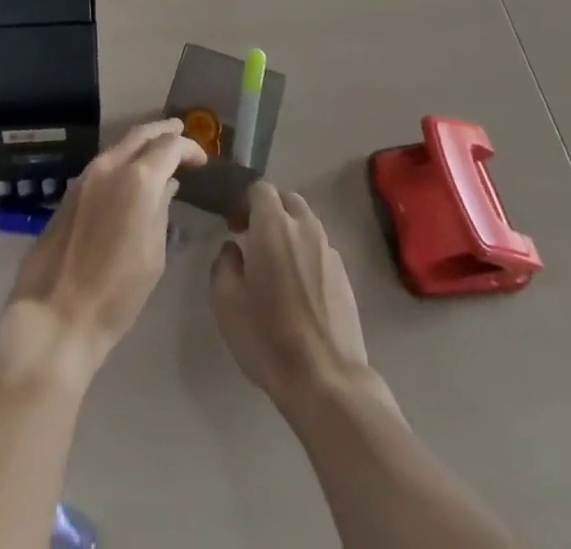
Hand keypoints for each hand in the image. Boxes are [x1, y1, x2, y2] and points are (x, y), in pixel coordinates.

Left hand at [0, 119, 206, 383]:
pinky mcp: (71, 192)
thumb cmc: (117, 292)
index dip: (189, 147)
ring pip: (119, 146)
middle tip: (181, 132)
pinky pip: (104, 164)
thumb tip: (166, 186)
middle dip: (164, 131)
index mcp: (138, 179)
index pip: (169, 146)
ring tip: (160, 153)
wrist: (55, 314)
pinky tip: (132, 175)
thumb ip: (161, 211)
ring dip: (142, 144)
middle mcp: (110, 166)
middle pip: (140, 134)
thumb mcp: (153, 254)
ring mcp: (86, 177)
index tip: (202, 160)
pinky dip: (123, 160)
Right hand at [211, 182, 388, 414]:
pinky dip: (306, 254)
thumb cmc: (268, 337)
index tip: (234, 227)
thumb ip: (224, 264)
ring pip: (307, 224)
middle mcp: (305, 228)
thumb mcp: (226, 301)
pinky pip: (320, 250)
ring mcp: (330, 251)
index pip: (260, 189)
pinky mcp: (345, 277)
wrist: (326, 381)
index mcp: (274, 225)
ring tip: (276, 265)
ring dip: (289, 232)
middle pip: (287, 200)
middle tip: (253, 239)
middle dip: (269, 211)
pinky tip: (298, 288)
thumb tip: (234, 250)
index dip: (244, 202)